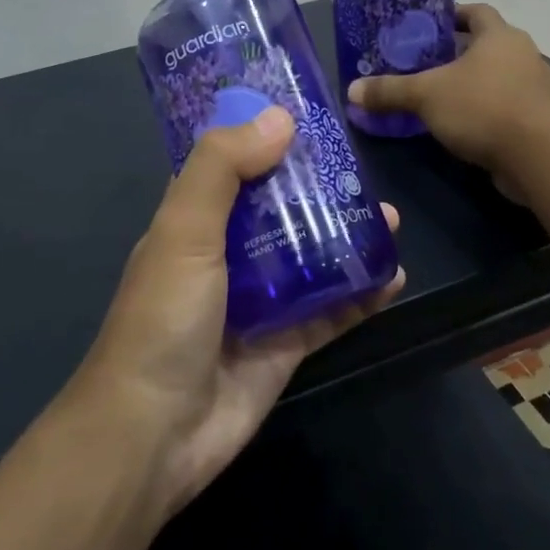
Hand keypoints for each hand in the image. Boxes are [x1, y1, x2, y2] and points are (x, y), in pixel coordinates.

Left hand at [72, 107, 404, 516]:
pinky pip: (332, 310)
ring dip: (348, 237)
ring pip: (311, 257)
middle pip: (280, 210)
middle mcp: (226, 256)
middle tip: (361, 170)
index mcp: (194, 223)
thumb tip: (280, 117)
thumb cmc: (163, 318)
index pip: (231, 167)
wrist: (155, 433)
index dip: (263, 139)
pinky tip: (394, 276)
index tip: (308, 115)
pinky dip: (362, 293)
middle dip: (319, 189)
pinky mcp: (286, 344)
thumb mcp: (184, 230)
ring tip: (389, 218)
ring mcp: (259, 302)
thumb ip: (223, 168)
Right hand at [347, 3, 549, 201]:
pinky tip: (463, 127)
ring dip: (474, 84)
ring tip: (440, 97)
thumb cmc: (481, 107)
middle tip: (425, 65)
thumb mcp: (426, 96)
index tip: (429, 26)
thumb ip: (390, 91)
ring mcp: (535, 88)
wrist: (536, 154)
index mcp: (500, 35)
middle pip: (487, 45)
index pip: (477, 12)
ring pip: (498, 77)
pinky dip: (486, 111)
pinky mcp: (539, 120)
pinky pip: (507, 106)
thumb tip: (352, 91)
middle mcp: (523, 54)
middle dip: (458, 53)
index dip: (453, 15)